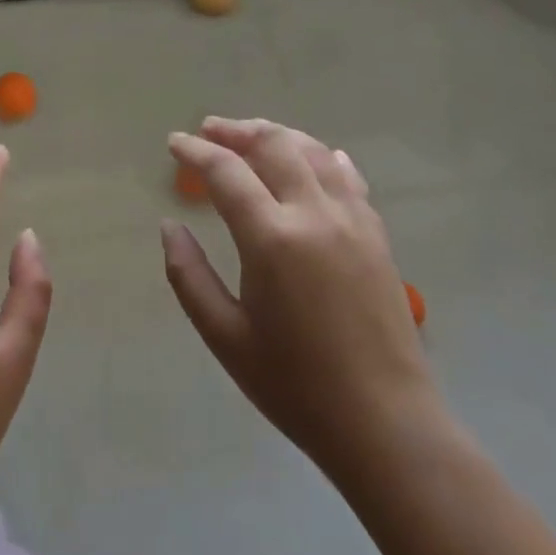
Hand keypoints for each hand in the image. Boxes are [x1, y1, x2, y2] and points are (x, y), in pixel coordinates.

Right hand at [162, 118, 443, 495]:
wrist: (385, 424)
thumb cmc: (295, 385)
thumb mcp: (225, 336)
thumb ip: (188, 275)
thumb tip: (169, 226)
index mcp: (272, 239)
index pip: (226, 171)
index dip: (195, 150)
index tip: (174, 142)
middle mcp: (314, 214)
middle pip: (273, 145)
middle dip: (236, 130)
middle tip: (209, 131)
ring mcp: (352, 220)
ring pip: (313, 151)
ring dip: (277, 135)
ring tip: (251, 136)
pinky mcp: (376, 235)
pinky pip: (347, 176)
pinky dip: (321, 157)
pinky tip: (312, 158)